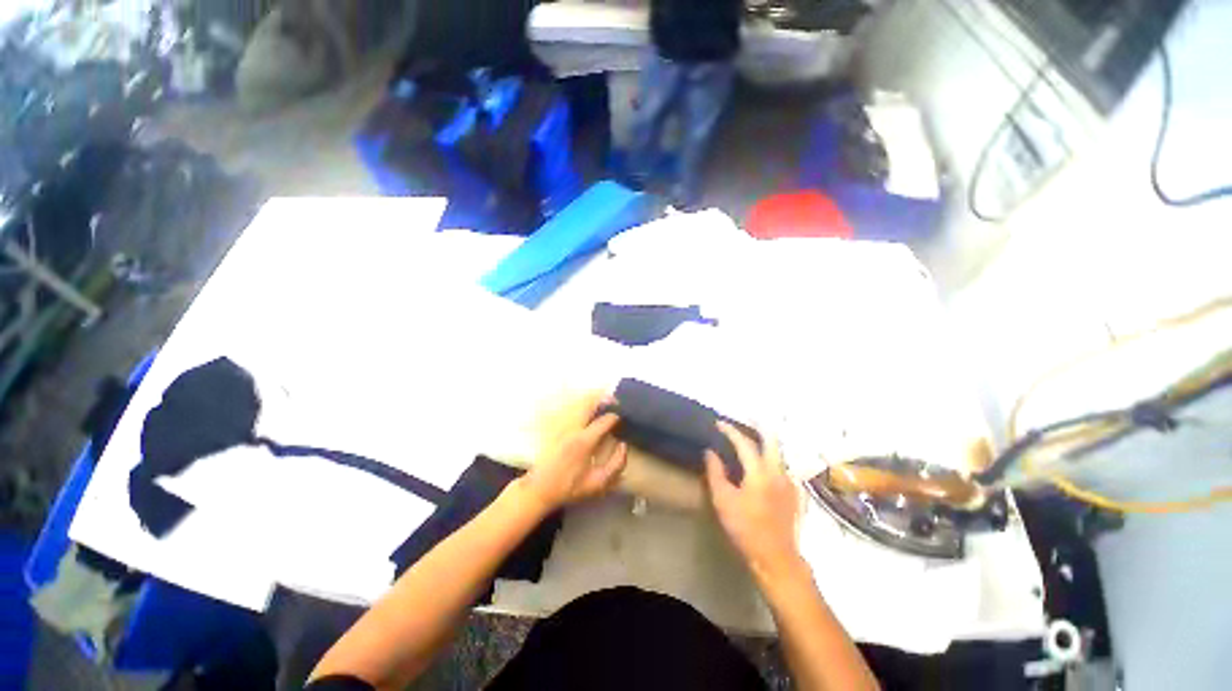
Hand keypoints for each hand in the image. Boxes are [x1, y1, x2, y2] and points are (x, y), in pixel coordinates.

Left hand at [519, 391, 627, 511]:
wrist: (539, 489)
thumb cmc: (570, 488)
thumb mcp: (598, 483)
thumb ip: (616, 464)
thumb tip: (623, 445)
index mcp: (585, 441)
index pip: (604, 420)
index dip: (616, 416)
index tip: (622, 418)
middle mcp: (573, 428)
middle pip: (589, 403)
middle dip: (604, 399)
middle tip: (614, 400)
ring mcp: (562, 425)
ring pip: (579, 403)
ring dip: (593, 399)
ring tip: (603, 401)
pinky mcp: (556, 427)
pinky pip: (571, 409)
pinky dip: (582, 405)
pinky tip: (588, 409)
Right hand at [706, 422, 804, 582]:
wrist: (776, 557)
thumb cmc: (745, 528)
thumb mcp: (723, 500)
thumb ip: (716, 472)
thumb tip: (710, 452)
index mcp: (760, 472)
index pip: (745, 443)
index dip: (730, 431)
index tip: (718, 424)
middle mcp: (778, 472)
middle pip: (771, 440)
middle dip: (758, 426)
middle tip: (745, 419)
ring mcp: (789, 482)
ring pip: (778, 453)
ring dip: (765, 442)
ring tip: (751, 439)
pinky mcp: (794, 492)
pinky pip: (782, 467)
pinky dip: (771, 458)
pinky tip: (762, 464)